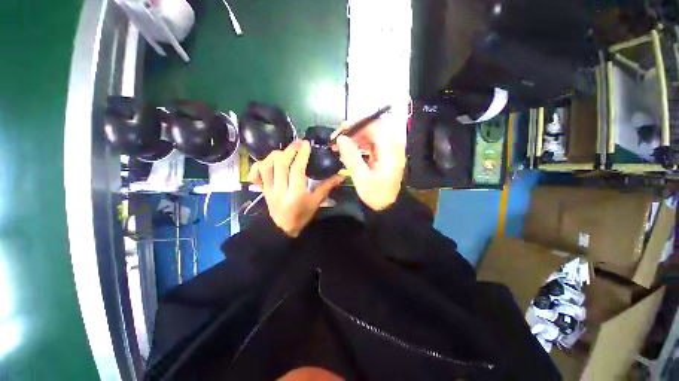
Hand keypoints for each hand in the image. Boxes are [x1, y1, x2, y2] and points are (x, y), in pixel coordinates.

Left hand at [249, 141, 344, 236]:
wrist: (282, 229)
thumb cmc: (302, 216)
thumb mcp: (316, 202)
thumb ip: (327, 187)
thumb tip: (341, 175)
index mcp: (296, 194)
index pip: (297, 169)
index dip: (301, 155)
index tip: (306, 144)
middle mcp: (280, 190)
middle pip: (281, 164)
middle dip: (289, 150)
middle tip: (297, 143)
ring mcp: (268, 190)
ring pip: (266, 167)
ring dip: (275, 155)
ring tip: (284, 151)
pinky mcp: (262, 190)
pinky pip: (255, 175)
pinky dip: (258, 165)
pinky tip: (267, 160)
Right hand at [333, 119, 404, 210]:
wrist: (388, 205)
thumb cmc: (376, 194)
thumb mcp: (362, 178)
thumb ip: (351, 157)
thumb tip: (341, 139)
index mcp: (390, 149)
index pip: (374, 126)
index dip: (356, 125)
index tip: (340, 132)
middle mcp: (392, 144)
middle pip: (372, 127)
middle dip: (353, 130)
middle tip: (337, 138)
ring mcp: (389, 148)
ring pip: (370, 133)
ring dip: (354, 137)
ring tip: (339, 145)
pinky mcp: (384, 153)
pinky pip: (370, 142)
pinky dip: (358, 144)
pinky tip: (348, 150)